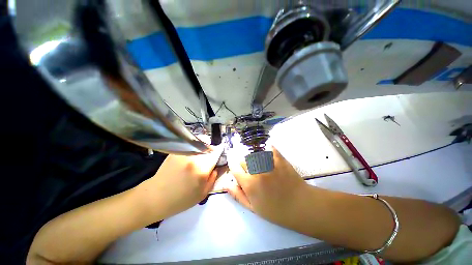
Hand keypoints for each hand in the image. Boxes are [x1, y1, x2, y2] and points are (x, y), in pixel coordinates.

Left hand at [137, 146, 223, 219]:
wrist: (155, 198)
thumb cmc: (181, 199)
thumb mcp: (203, 193)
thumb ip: (214, 177)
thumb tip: (221, 166)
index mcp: (201, 169)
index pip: (216, 154)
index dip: (221, 152)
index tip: (222, 153)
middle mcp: (193, 158)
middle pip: (208, 147)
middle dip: (212, 150)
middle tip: (211, 157)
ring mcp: (183, 153)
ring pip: (199, 144)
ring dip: (204, 148)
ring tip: (202, 156)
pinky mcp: (176, 151)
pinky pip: (190, 145)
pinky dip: (195, 147)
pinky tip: (192, 156)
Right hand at [226, 147, 309, 226]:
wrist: (300, 206)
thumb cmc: (275, 210)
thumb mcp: (253, 208)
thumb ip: (238, 195)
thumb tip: (225, 184)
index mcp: (249, 183)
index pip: (234, 168)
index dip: (233, 166)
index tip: (235, 167)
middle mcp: (257, 171)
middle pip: (244, 160)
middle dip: (244, 165)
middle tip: (251, 171)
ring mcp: (268, 163)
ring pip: (254, 154)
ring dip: (254, 158)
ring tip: (260, 165)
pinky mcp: (279, 159)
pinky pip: (270, 148)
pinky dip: (268, 149)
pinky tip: (268, 151)